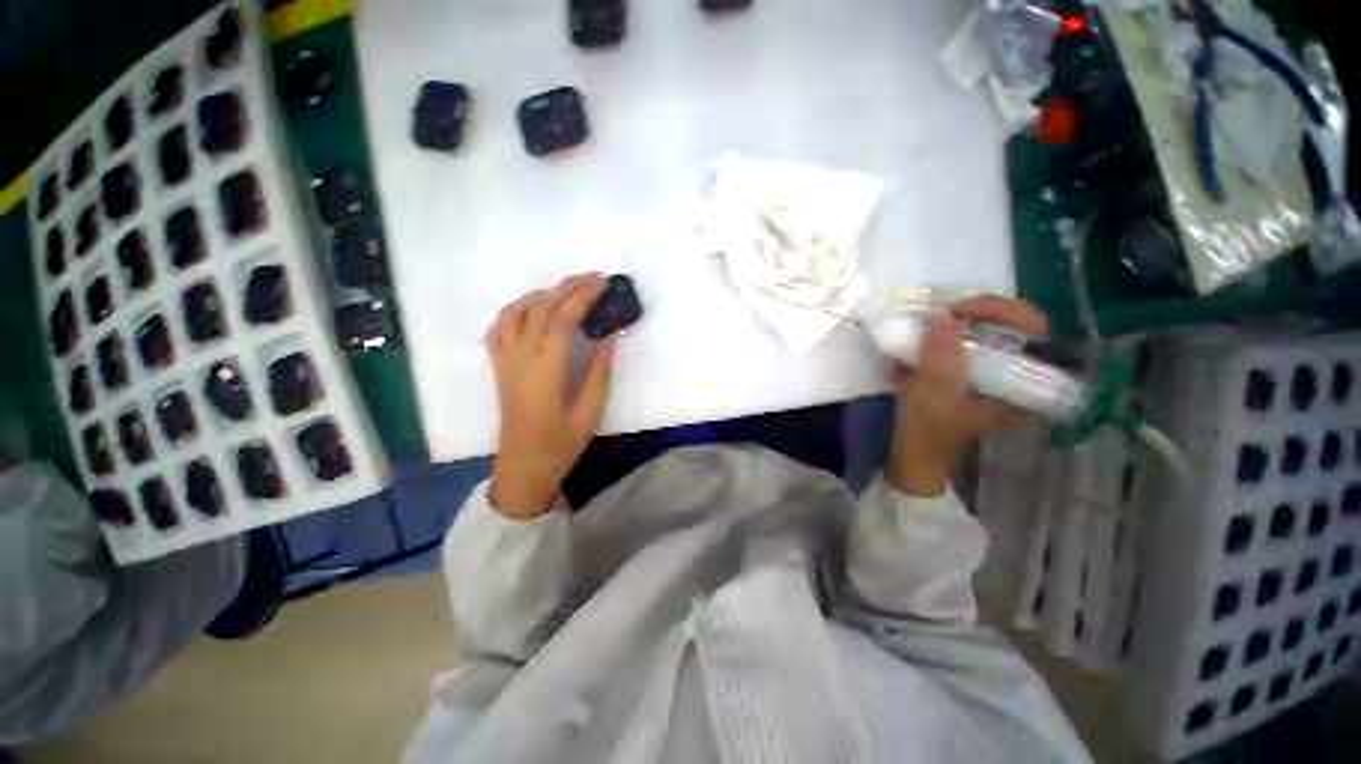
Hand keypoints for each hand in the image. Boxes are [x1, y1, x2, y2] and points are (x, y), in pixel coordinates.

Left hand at [485, 274, 616, 517]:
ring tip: (567, 290)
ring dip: (542, 294)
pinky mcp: (499, 368)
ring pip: (516, 313)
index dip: (583, 297)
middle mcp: (521, 359)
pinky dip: (516, 310)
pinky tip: (533, 309)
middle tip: (593, 279)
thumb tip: (610, 336)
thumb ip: (600, 372)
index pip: (563, 320)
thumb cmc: (560, 445)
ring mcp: (505, 362)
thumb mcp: (590, 412)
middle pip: (541, 309)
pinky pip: (499, 329)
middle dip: (567, 287)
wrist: (522, 468)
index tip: (602, 284)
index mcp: (547, 371)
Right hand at [887, 296, 1049, 496]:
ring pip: (977, 337)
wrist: (913, 460)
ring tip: (916, 334)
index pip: (1032, 328)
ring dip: (945, 332)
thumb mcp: (934, 391)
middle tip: (939, 315)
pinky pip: (951, 352)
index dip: (1000, 310)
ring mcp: (984, 378)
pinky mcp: (961, 381)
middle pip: (1004, 327)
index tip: (958, 311)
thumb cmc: (930, 430)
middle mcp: (1010, 375)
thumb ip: (940, 354)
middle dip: (969, 316)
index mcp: (1020, 380)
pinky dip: (928, 350)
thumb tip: (940, 315)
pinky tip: (903, 360)